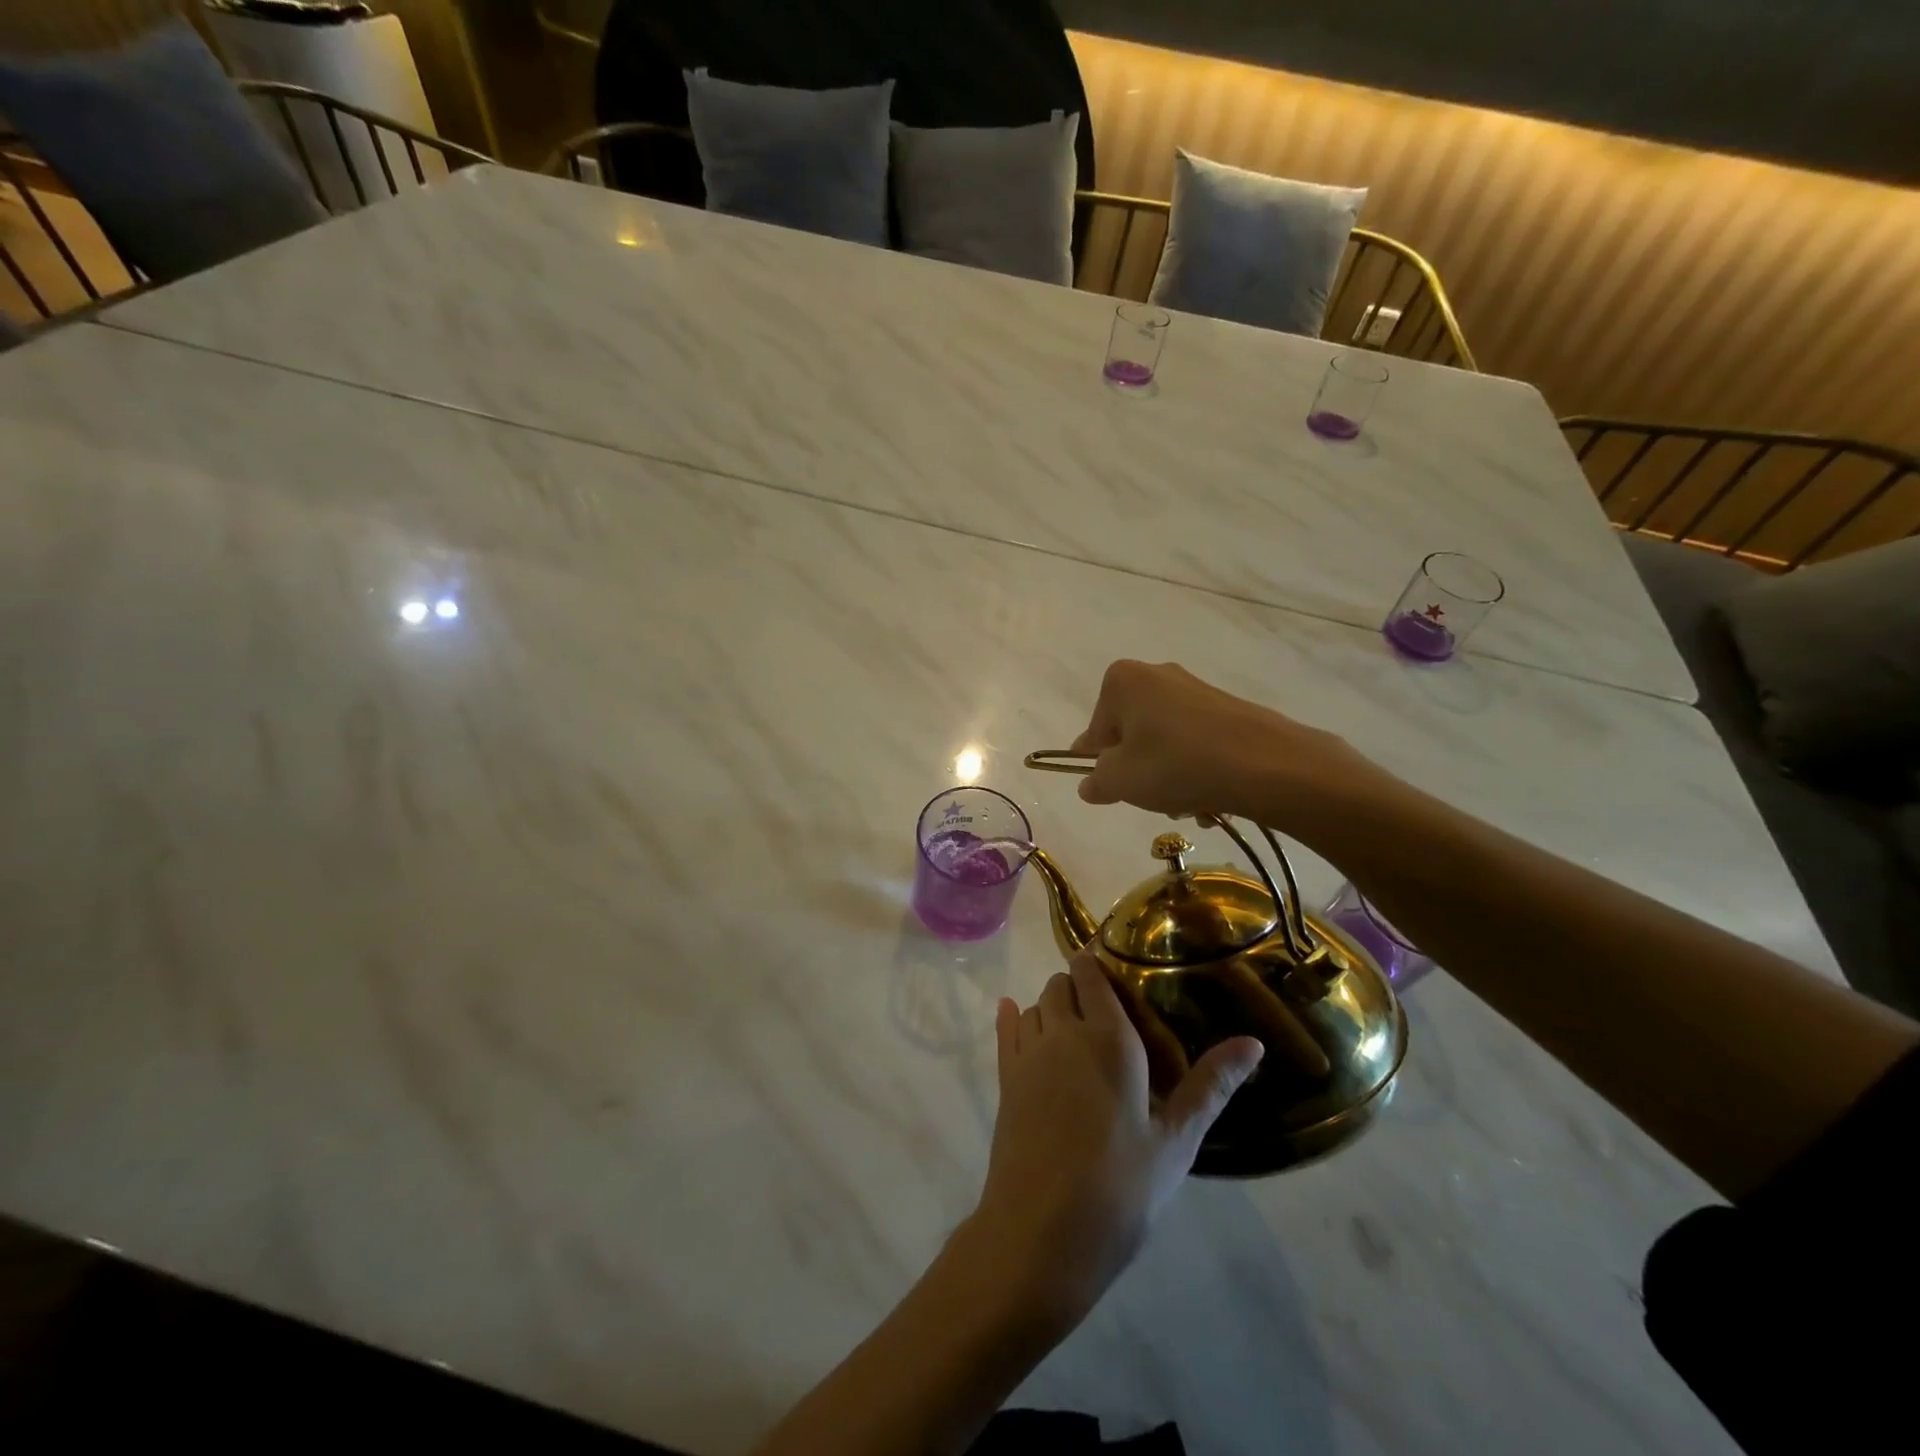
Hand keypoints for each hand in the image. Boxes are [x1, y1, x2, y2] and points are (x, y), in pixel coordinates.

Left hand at [970, 951, 1262, 1329]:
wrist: (1041, 1232)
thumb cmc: (1121, 1187)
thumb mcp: (1176, 1140)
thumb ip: (1211, 1085)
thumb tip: (1253, 1042)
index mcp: (1109, 1038)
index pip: (1094, 976)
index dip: (1098, 964)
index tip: (1115, 968)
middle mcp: (1064, 1032)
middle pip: (1062, 985)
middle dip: (1078, 986)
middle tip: (1103, 1009)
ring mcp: (1028, 1053)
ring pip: (1036, 1004)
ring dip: (1051, 1005)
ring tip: (1073, 1026)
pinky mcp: (1005, 1078)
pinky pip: (1006, 1028)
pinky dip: (1012, 1015)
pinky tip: (1013, 1013)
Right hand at [1069, 659, 1367, 826]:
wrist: (1267, 765)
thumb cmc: (1175, 765)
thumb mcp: (1119, 781)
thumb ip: (1096, 781)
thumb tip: (1091, 783)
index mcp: (1122, 681)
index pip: (1095, 730)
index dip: (1098, 764)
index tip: (1111, 790)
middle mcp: (1158, 675)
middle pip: (1133, 734)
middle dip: (1140, 771)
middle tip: (1152, 799)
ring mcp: (1198, 690)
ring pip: (1167, 743)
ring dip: (1169, 777)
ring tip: (1187, 805)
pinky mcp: (1230, 709)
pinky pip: (1198, 744)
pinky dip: (1198, 770)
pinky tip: (1212, 798)